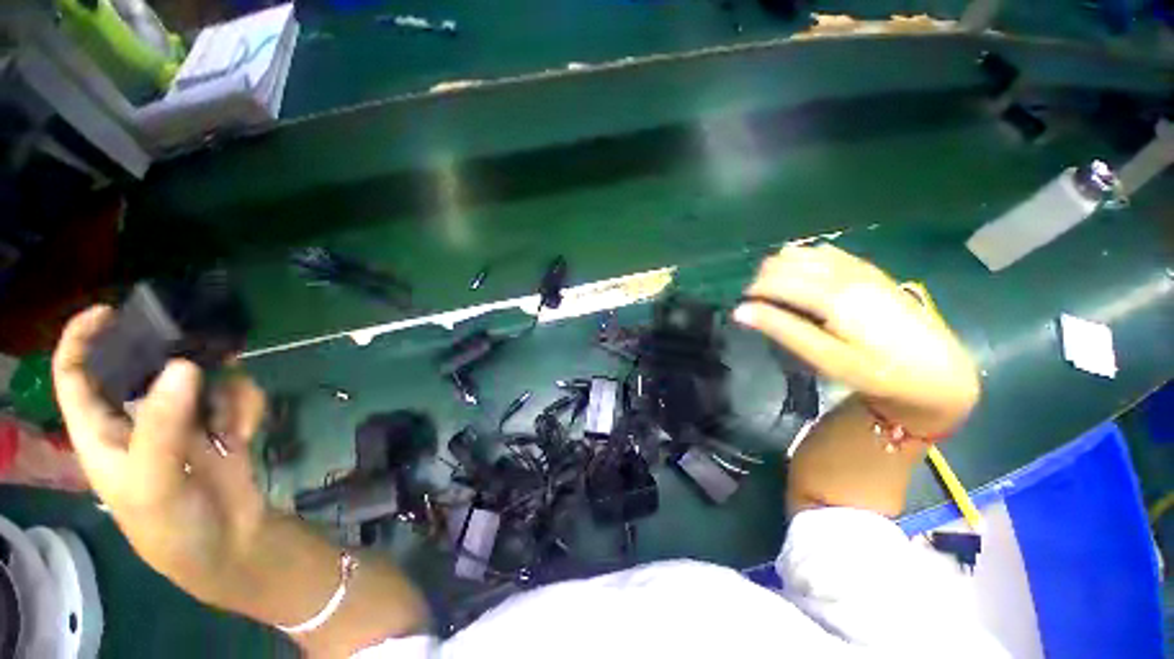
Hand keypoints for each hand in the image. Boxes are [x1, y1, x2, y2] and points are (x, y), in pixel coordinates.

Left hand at [53, 306, 267, 605]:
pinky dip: (247, 408)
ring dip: (224, 391)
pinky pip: (237, 397)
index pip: (76, 376)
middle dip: (176, 354)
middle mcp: (140, 419)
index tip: (112, 312)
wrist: (229, 545)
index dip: (83, 340)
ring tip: (232, 420)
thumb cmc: (171, 526)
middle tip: (208, 346)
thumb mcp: (154, 482)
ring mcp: (185, 421)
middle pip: (146, 368)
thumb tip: (183, 365)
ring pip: (201, 379)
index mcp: (103, 433)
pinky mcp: (222, 424)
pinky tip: (247, 431)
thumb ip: (163, 426)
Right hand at [734, 244, 979, 429]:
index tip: (741, 306)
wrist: (936, 370)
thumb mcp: (826, 358)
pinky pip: (825, 252)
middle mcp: (843, 273)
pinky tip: (801, 273)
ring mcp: (857, 267)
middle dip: (763, 279)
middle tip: (758, 304)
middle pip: (786, 263)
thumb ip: (783, 329)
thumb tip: (741, 311)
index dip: (753, 291)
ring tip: (776, 291)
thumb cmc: (876, 370)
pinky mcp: (868, 269)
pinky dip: (804, 258)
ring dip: (781, 268)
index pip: (776, 280)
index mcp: (832, 295)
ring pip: (803, 253)